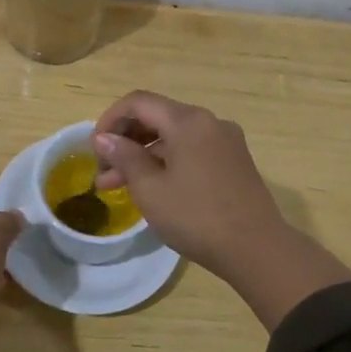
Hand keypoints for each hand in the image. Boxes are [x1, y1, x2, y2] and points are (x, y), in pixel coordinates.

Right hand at [93, 91, 350, 327]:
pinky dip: (168, 162)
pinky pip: (192, 151)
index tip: (94, 149)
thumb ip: (125, 157)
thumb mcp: (150, 189)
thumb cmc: (196, 216)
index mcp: (188, 121)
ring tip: (118, 187)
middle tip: (103, 172)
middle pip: (157, 117)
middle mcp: (209, 122)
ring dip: (144, 155)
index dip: (110, 120)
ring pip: (174, 137)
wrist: (256, 249)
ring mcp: (225, 141)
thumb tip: (104, 138)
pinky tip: (153, 188)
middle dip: (126, 140)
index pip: (138, 102)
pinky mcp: (234, 162)